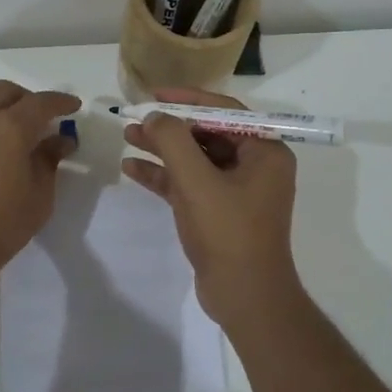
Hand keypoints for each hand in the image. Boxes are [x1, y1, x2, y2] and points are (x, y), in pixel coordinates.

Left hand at [0, 82, 80, 273]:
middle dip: (24, 98)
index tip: (72, 106)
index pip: (42, 102)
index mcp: (11, 127)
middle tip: (34, 118)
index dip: (60, 101)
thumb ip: (49, 161)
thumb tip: (60, 140)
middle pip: (3, 90)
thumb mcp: (39, 197)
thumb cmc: (0, 225)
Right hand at [121, 87, 301, 323]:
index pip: (224, 111)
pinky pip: (190, 184)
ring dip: (162, 149)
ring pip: (195, 159)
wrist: (245, 296)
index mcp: (265, 152)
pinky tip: (132, 169)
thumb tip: (154, 116)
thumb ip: (173, 141)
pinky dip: (164, 176)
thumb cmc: (228, 232)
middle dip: (169, 126)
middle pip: (207, 133)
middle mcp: (255, 166)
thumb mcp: (196, 181)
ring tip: (127, 137)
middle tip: (134, 117)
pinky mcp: (219, 212)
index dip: (188, 99)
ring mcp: (237, 191)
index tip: (154, 95)